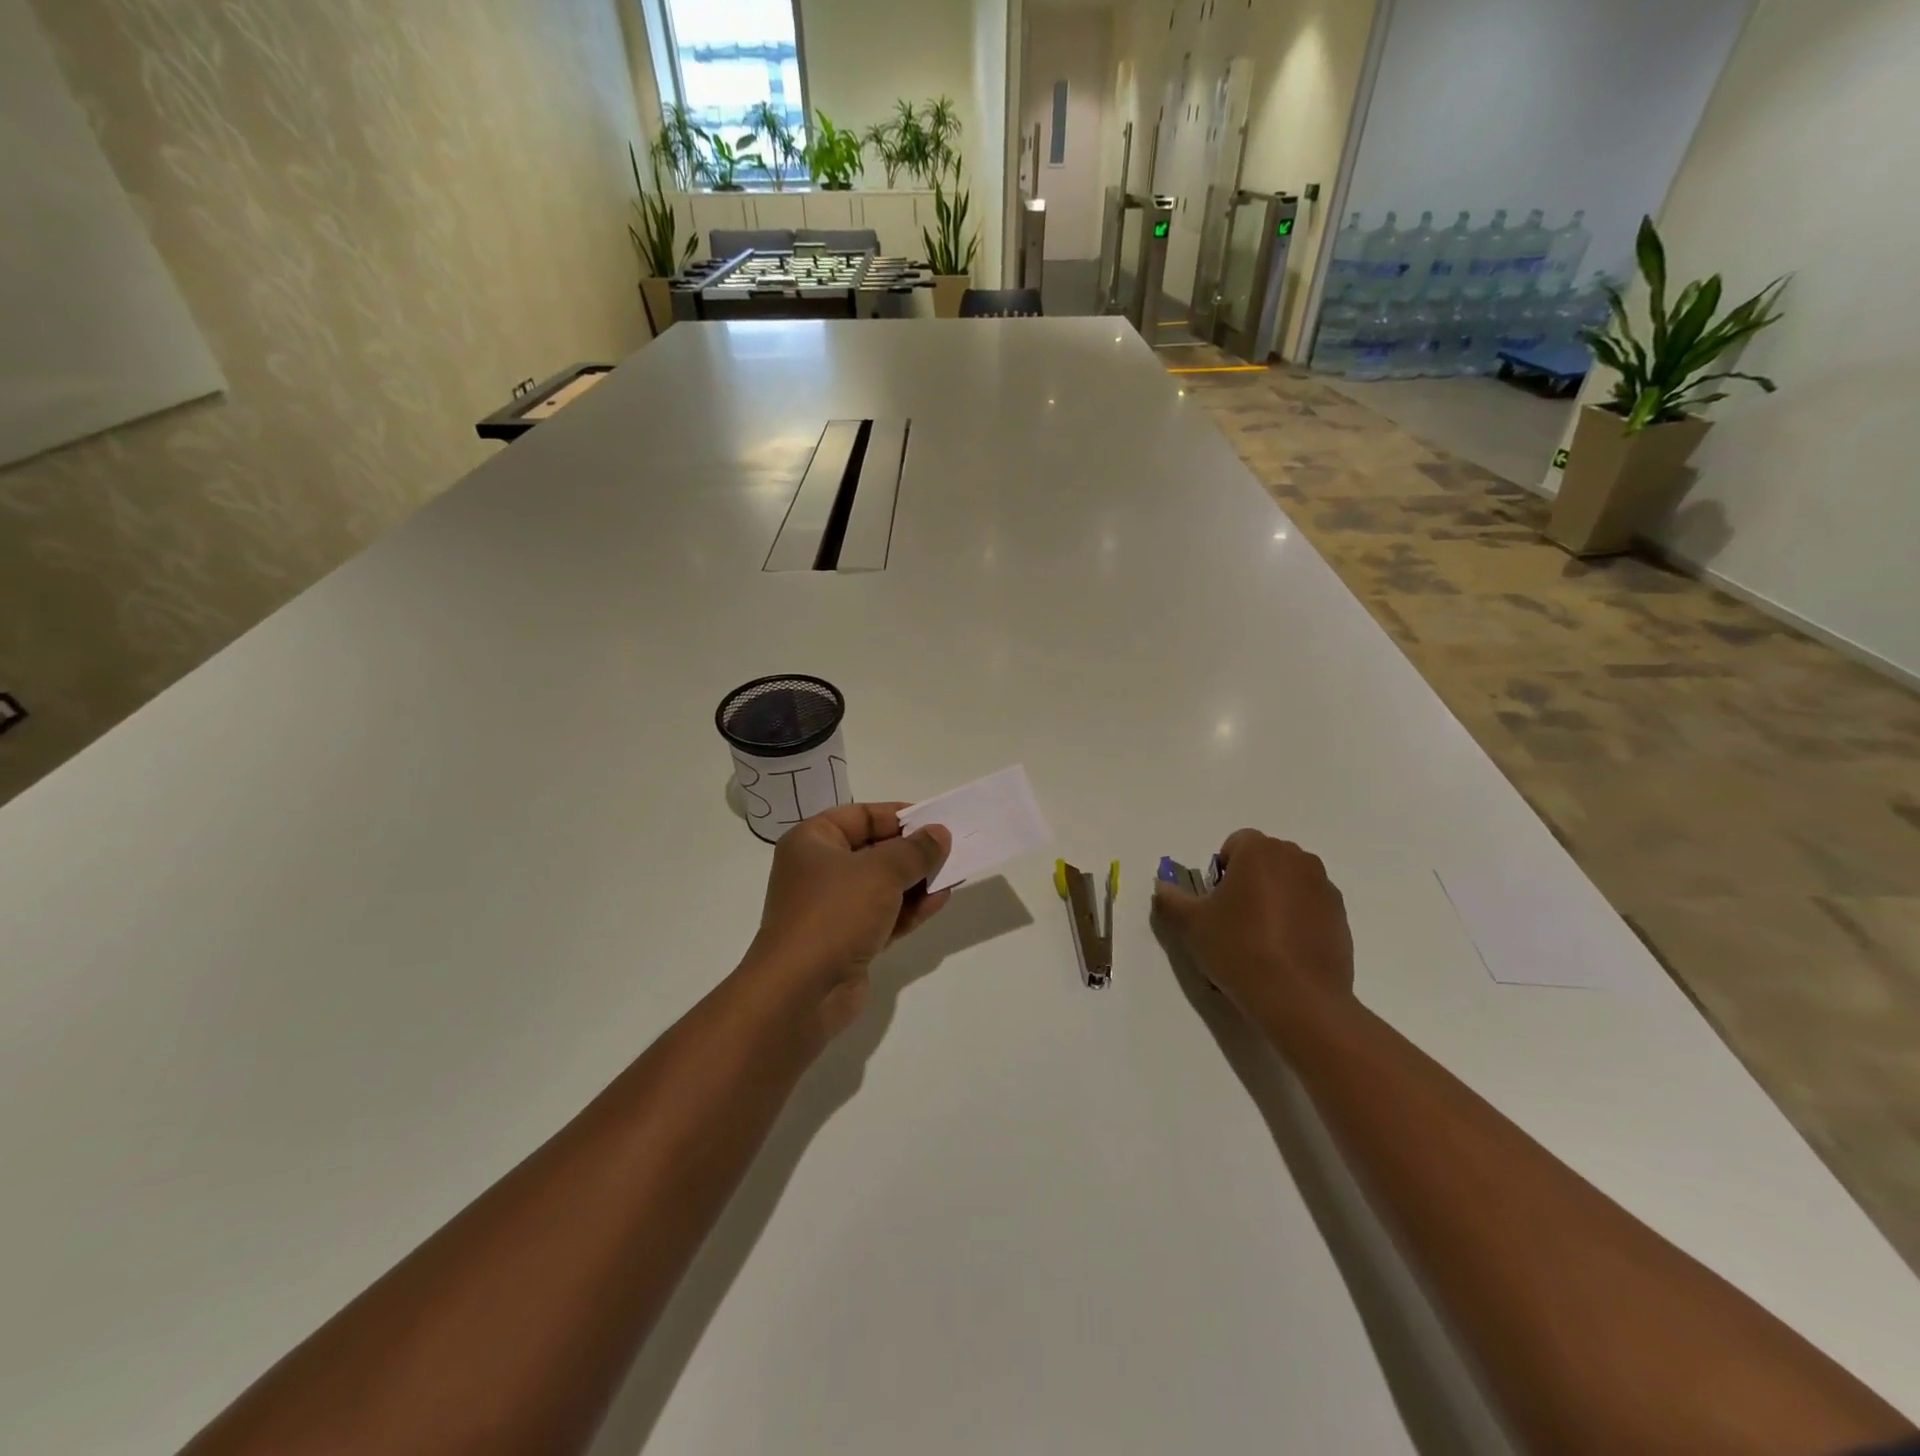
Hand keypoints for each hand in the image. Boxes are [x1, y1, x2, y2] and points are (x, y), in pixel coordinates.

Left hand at [740, 803, 952, 1041]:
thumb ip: (915, 850)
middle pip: (873, 851)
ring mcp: (832, 909)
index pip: (861, 816)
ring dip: (916, 881)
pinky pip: (884, 916)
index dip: (898, 816)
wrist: (801, 992)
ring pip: (882, 886)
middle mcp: (819, 871)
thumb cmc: (835, 913)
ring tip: (953, 875)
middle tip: (951, 849)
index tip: (935, 821)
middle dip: (912, 852)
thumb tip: (938, 833)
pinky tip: (940, 901)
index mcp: (812, 842)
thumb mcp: (881, 871)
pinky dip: (910, 909)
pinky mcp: (847, 941)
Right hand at [1151, 831, 1354, 1030]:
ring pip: (1288, 883)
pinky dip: (1296, 920)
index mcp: (1260, 851)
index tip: (1214, 903)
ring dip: (1272, 900)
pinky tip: (1284, 953)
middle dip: (1247, 882)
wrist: (1299, 999)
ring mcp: (1324, 888)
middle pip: (1263, 861)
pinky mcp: (1341, 917)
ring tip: (1259, 940)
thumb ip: (1170, 899)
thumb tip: (1163, 888)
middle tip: (1232, 920)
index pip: (1234, 844)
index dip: (1219, 871)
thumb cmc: (1239, 949)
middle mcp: (1297, 859)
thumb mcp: (1190, 925)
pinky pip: (1309, 907)